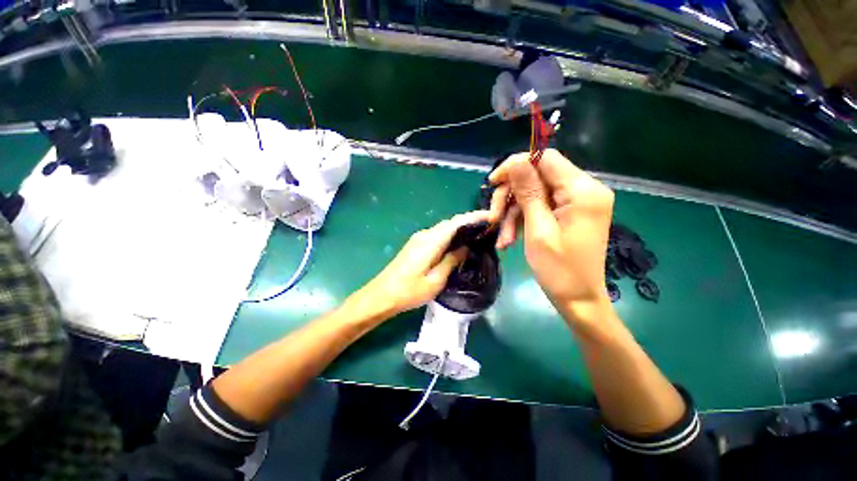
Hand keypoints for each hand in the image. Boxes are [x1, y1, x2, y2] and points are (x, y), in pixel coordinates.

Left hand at [353, 210, 491, 317]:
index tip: (489, 216)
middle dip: (468, 222)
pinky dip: (450, 235)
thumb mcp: (435, 281)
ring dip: (459, 228)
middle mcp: (425, 235)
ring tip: (475, 234)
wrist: (382, 295)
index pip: (456, 223)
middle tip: (486, 227)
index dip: (473, 217)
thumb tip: (465, 247)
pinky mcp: (415, 245)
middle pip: (450, 223)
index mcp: (431, 242)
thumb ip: (451, 261)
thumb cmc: (409, 291)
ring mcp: (418, 239)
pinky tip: (457, 243)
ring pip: (443, 228)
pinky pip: (437, 235)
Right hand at [488, 149, 614, 325]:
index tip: (493, 183)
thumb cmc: (559, 270)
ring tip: (502, 239)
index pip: (545, 158)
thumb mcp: (538, 229)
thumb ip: (528, 192)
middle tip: (494, 218)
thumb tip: (515, 162)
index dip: (516, 165)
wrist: (578, 300)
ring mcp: (577, 202)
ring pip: (534, 193)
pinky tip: (510, 239)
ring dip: (513, 213)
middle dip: (511, 197)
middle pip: (537, 177)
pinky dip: (522, 220)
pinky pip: (540, 207)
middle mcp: (584, 190)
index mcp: (582, 191)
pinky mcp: (569, 213)